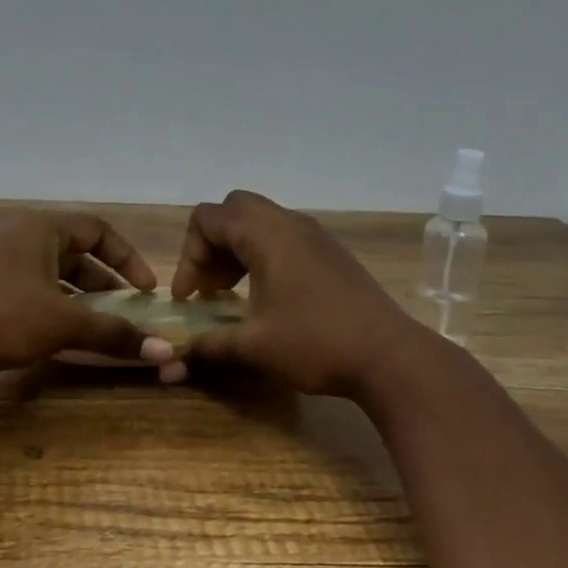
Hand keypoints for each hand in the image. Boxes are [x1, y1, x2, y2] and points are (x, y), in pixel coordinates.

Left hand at [0, 212, 175, 375]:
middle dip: (105, 284)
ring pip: (53, 277)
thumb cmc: (2, 316)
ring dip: (81, 300)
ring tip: (101, 327)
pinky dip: (56, 309)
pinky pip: (33, 292)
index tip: (145, 290)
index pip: (97, 230)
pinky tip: (65, 336)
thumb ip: (113, 333)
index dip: (127, 258)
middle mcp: (19, 239)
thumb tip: (164, 351)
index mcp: (39, 229)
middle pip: (76, 254)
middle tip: (127, 312)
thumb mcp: (64, 323)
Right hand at [165, 190, 418, 397]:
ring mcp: (314, 235)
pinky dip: (262, 255)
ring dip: (236, 249)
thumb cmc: (317, 343)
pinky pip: (283, 236)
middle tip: (210, 286)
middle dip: (211, 245)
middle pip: (233, 210)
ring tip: (232, 292)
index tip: (190, 297)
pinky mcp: (330, 252)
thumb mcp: (255, 347)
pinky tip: (266, 296)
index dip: (188, 256)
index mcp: (266, 235)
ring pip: (260, 221)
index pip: (207, 219)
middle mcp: (289, 223)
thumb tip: (177, 358)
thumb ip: (210, 345)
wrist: (390, 356)